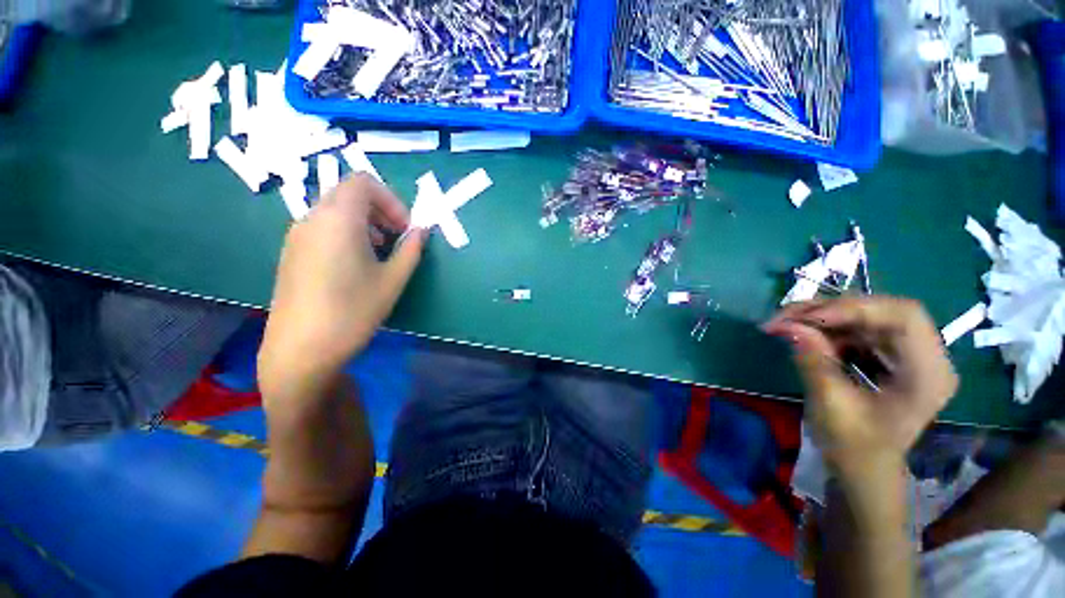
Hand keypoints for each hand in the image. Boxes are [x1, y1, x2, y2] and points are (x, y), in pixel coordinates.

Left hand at [258, 174, 425, 406]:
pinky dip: (346, 233)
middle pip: (349, 193)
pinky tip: (357, 264)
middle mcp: (312, 218)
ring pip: (335, 210)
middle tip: (397, 239)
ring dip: (365, 222)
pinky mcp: (292, 252)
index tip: (405, 228)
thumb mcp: (393, 279)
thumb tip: (421, 230)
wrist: (301, 349)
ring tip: (380, 253)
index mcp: (339, 218)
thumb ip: (411, 249)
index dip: (392, 200)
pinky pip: (323, 227)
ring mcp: (297, 235)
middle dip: (380, 211)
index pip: (364, 182)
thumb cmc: (354, 311)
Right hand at [764, 297, 957, 476]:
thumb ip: (813, 361)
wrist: (862, 470)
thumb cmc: (854, 449)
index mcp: (928, 374)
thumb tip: (788, 325)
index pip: (903, 316)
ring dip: (821, 317)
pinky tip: (803, 336)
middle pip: (880, 311)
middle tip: (785, 317)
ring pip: (864, 316)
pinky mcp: (887, 355)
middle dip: (829, 310)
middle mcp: (926, 356)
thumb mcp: (831, 406)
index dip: (854, 309)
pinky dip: (825, 328)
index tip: (808, 319)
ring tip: (785, 323)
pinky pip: (856, 328)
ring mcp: (907, 353)